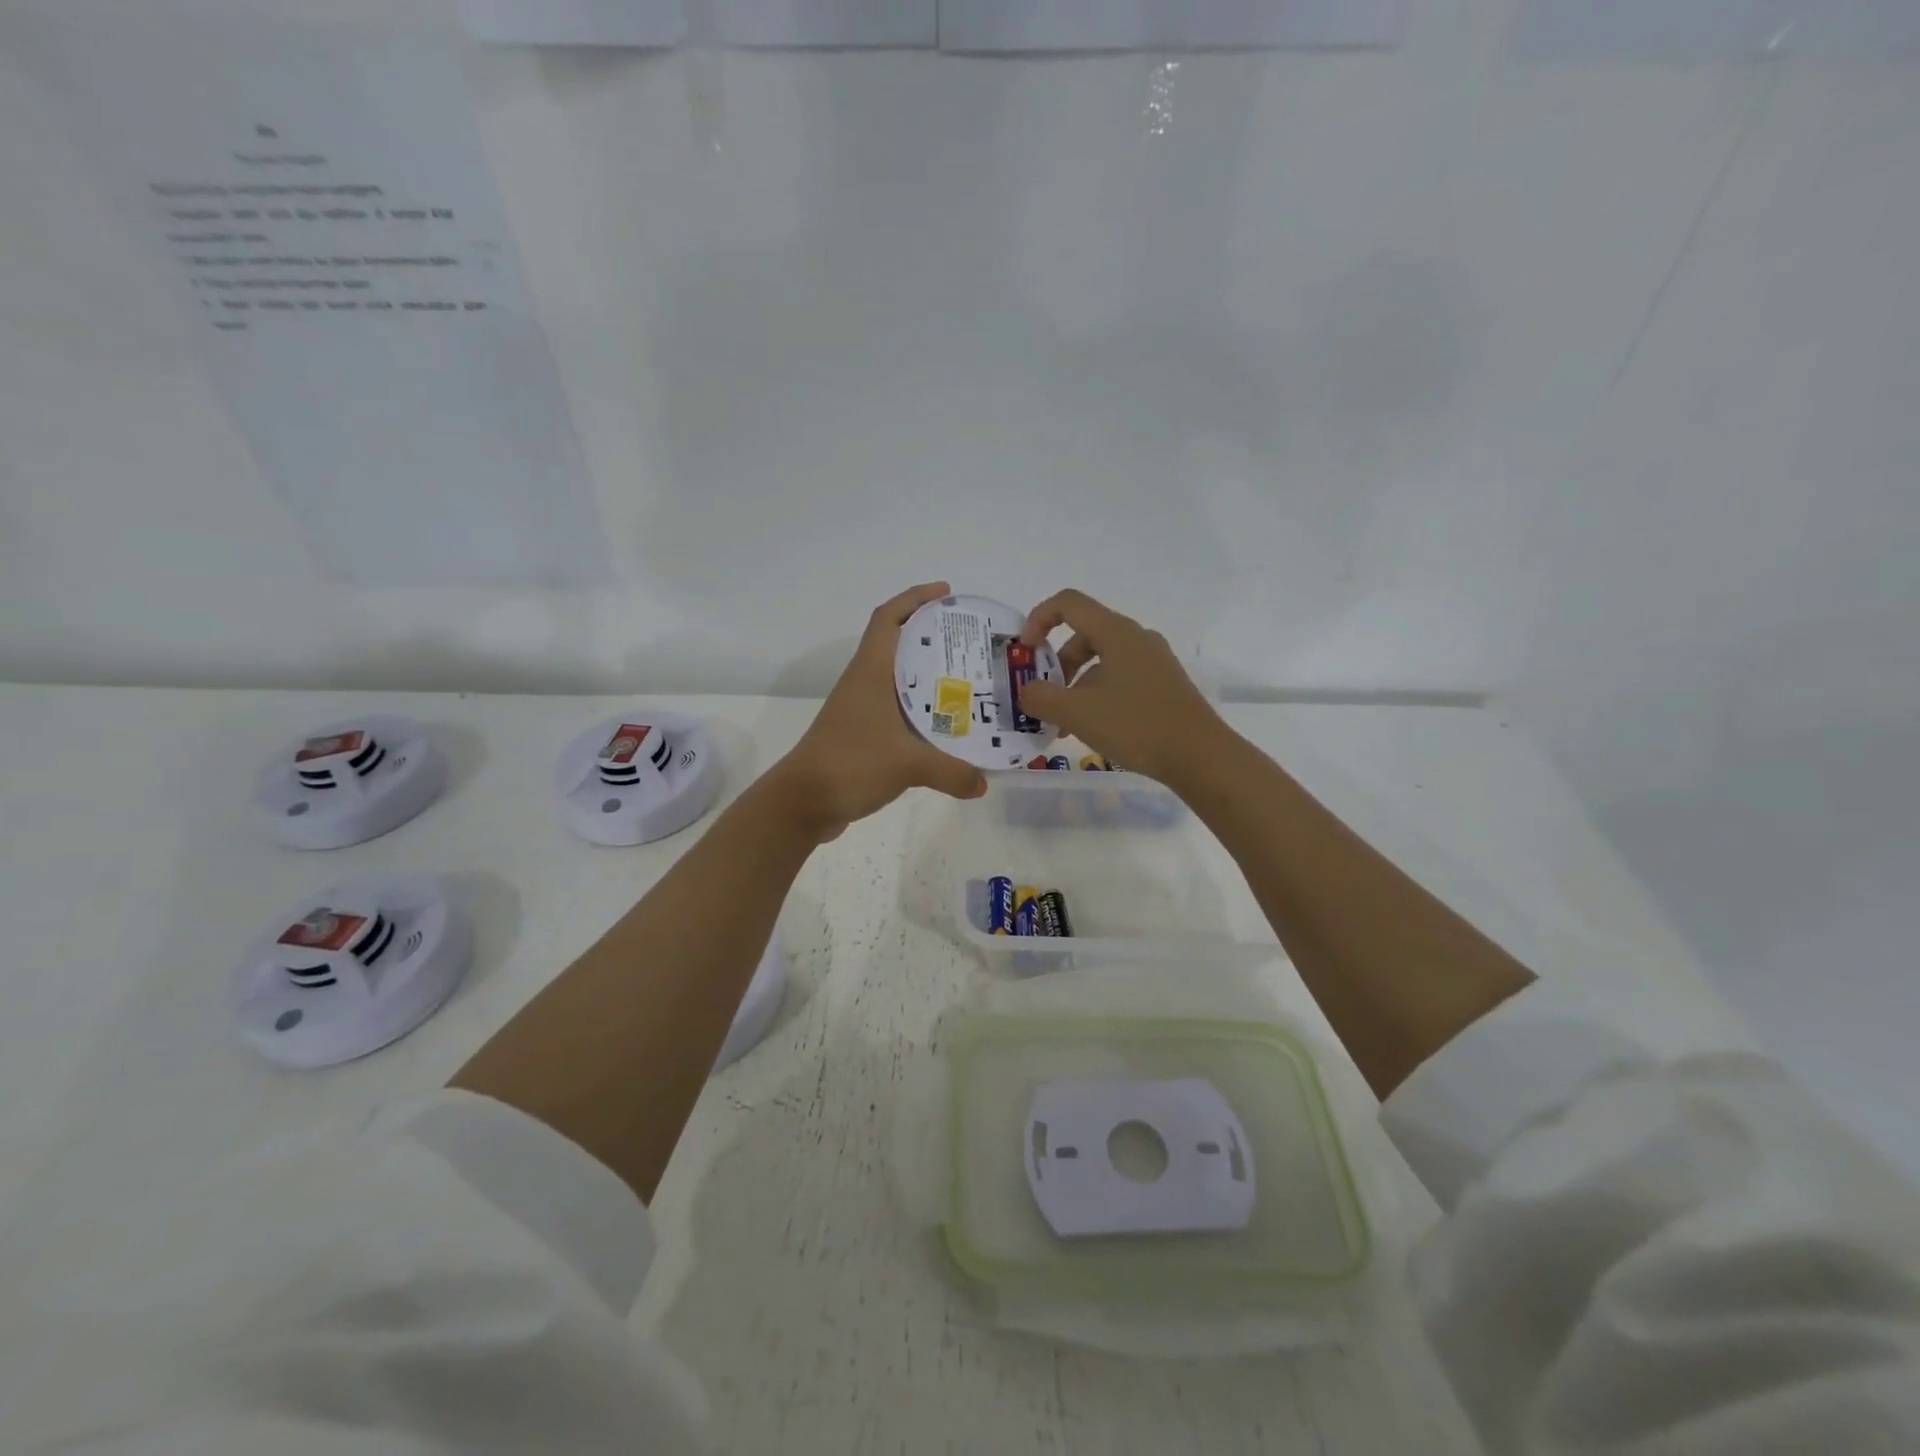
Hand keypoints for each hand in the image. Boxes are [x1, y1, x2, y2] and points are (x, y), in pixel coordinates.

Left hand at [771, 582, 988, 839]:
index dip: (915, 598)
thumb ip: (952, 772)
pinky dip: (921, 712)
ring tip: (969, 682)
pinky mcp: (863, 735)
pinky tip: (946, 727)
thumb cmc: (851, 764)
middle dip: (933, 637)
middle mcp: (865, 683)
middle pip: (898, 645)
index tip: (947, 593)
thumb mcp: (908, 765)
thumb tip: (983, 783)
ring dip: (928, 676)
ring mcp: (861, 709)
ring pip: (899, 680)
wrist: (803, 802)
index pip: (888, 618)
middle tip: (973, 643)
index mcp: (871, 672)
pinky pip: (898, 711)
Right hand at [1018, 589, 1226, 787]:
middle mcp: (1136, 638)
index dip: (1039, 619)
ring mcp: (1154, 661)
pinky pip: (1120, 678)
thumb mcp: (1077, 713)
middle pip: (1083, 635)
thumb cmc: (1136, 725)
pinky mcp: (1163, 684)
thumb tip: (1027, 691)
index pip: (1068, 603)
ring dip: (1075, 685)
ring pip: (1101, 660)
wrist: (1199, 756)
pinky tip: (1093, 728)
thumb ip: (1041, 698)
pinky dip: (1097, 695)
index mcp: (1116, 632)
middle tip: (1044, 698)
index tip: (1026, 651)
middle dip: (1056, 664)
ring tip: (1064, 724)